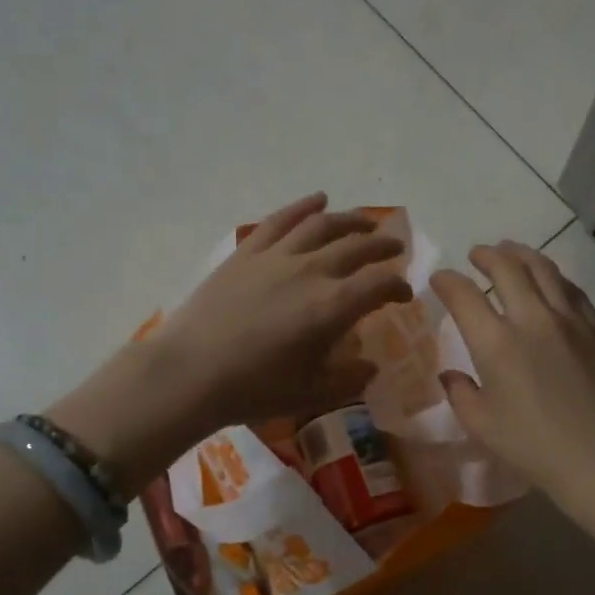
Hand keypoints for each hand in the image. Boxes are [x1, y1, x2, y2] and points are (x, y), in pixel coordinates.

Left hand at [156, 193, 413, 428]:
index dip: (397, 287)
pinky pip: (281, 220)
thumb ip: (348, 379)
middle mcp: (310, 271)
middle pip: (357, 247)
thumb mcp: (311, 394)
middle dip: (382, 246)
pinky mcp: (247, 253)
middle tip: (395, 249)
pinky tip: (317, 200)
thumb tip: (369, 366)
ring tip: (366, 222)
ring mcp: (276, 256)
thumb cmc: (254, 389)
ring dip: (350, 220)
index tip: (403, 295)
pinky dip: (303, 207)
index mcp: (331, 307)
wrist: (190, 373)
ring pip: (322, 225)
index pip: (378, 285)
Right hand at [431, 242, 594, 504]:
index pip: (464, 295)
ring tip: (511, 251)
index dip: (447, 281)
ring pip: (544, 270)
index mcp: (496, 343)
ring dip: (522, 254)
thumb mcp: (482, 425)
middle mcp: (532, 319)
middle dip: (486, 255)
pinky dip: (554, 277)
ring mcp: (570, 320)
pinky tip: (550, 280)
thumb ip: (461, 394)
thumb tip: (451, 375)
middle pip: (507, 268)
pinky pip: (572, 290)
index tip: (440, 279)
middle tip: (477, 254)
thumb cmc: (533, 446)